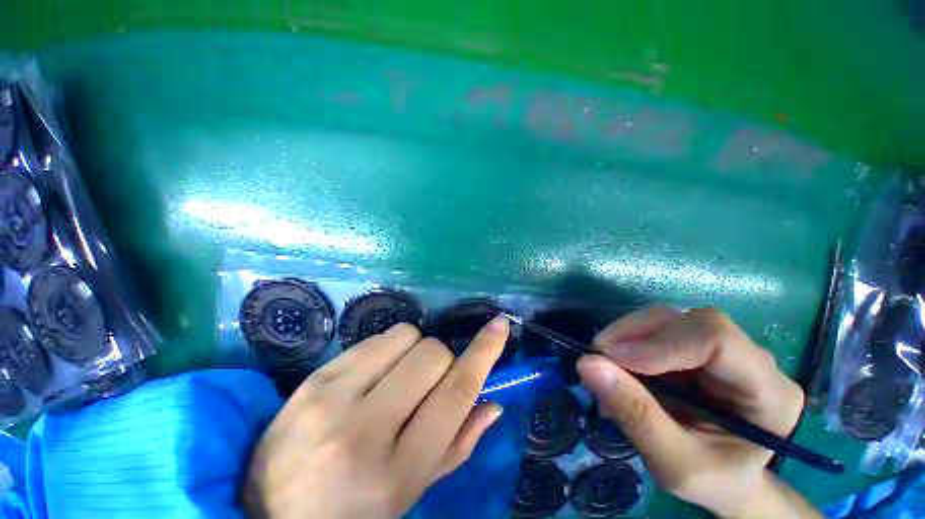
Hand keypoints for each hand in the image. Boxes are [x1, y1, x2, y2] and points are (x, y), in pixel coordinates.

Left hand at [244, 318, 508, 518]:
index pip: (455, 394)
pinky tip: (372, 375)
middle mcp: (365, 429)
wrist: (271, 511)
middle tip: (426, 383)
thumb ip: (457, 445)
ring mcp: (334, 397)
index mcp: (397, 470)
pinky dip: (387, 348)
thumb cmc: (353, 511)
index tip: (500, 326)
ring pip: (406, 336)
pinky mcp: (315, 377)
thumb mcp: (411, 491)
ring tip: (397, 377)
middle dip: (442, 361)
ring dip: (415, 350)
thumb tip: (491, 403)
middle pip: (433, 355)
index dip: (484, 353)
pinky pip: (375, 339)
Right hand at [577, 307, 814, 518]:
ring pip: (669, 318)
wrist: (727, 479)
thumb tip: (587, 364)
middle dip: (635, 334)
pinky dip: (629, 340)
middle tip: (598, 358)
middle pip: (689, 321)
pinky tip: (618, 363)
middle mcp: (753, 359)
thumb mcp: (674, 465)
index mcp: (769, 393)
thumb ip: (635, 415)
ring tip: (606, 365)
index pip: (717, 340)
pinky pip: (658, 327)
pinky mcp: (698, 345)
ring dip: (627, 335)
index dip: (659, 343)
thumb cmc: (712, 480)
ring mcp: (726, 347)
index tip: (611, 360)